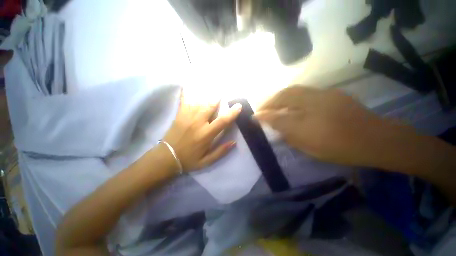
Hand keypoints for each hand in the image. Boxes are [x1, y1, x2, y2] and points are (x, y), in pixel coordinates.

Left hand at [163, 91, 241, 171]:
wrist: (166, 157)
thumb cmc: (189, 160)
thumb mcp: (207, 161)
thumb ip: (221, 151)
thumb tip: (234, 142)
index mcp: (206, 134)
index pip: (222, 121)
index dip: (232, 112)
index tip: (238, 105)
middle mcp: (198, 123)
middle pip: (210, 106)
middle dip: (218, 98)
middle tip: (223, 93)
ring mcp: (187, 117)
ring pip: (199, 101)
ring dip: (207, 94)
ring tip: (212, 87)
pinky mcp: (179, 115)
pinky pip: (184, 100)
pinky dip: (187, 92)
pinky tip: (188, 85)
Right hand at [255, 86, 390, 165]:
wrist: (376, 139)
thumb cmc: (341, 147)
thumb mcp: (309, 146)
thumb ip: (287, 134)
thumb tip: (272, 125)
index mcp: (311, 118)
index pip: (279, 115)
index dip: (264, 116)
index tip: (253, 117)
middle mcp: (315, 101)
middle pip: (285, 95)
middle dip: (270, 101)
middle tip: (261, 108)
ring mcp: (323, 94)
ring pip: (294, 90)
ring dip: (279, 96)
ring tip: (272, 104)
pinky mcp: (330, 93)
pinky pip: (304, 92)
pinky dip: (291, 96)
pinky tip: (290, 103)